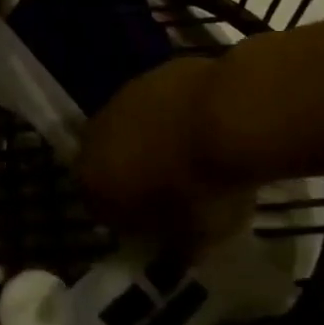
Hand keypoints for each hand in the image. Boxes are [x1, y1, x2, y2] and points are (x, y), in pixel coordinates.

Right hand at [76, 56, 253, 245]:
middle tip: (167, 191)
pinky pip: (154, 104)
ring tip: (188, 157)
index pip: (96, 206)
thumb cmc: (204, 189)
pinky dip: (169, 116)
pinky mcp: (152, 72)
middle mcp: (96, 133)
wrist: (229, 116)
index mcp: (94, 178)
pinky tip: (200, 128)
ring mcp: (123, 97)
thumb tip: (171, 252)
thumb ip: (173, 247)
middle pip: (107, 160)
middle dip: (130, 174)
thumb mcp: (193, 240)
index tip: (152, 228)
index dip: (124, 219)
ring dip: (148, 141)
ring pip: (129, 127)